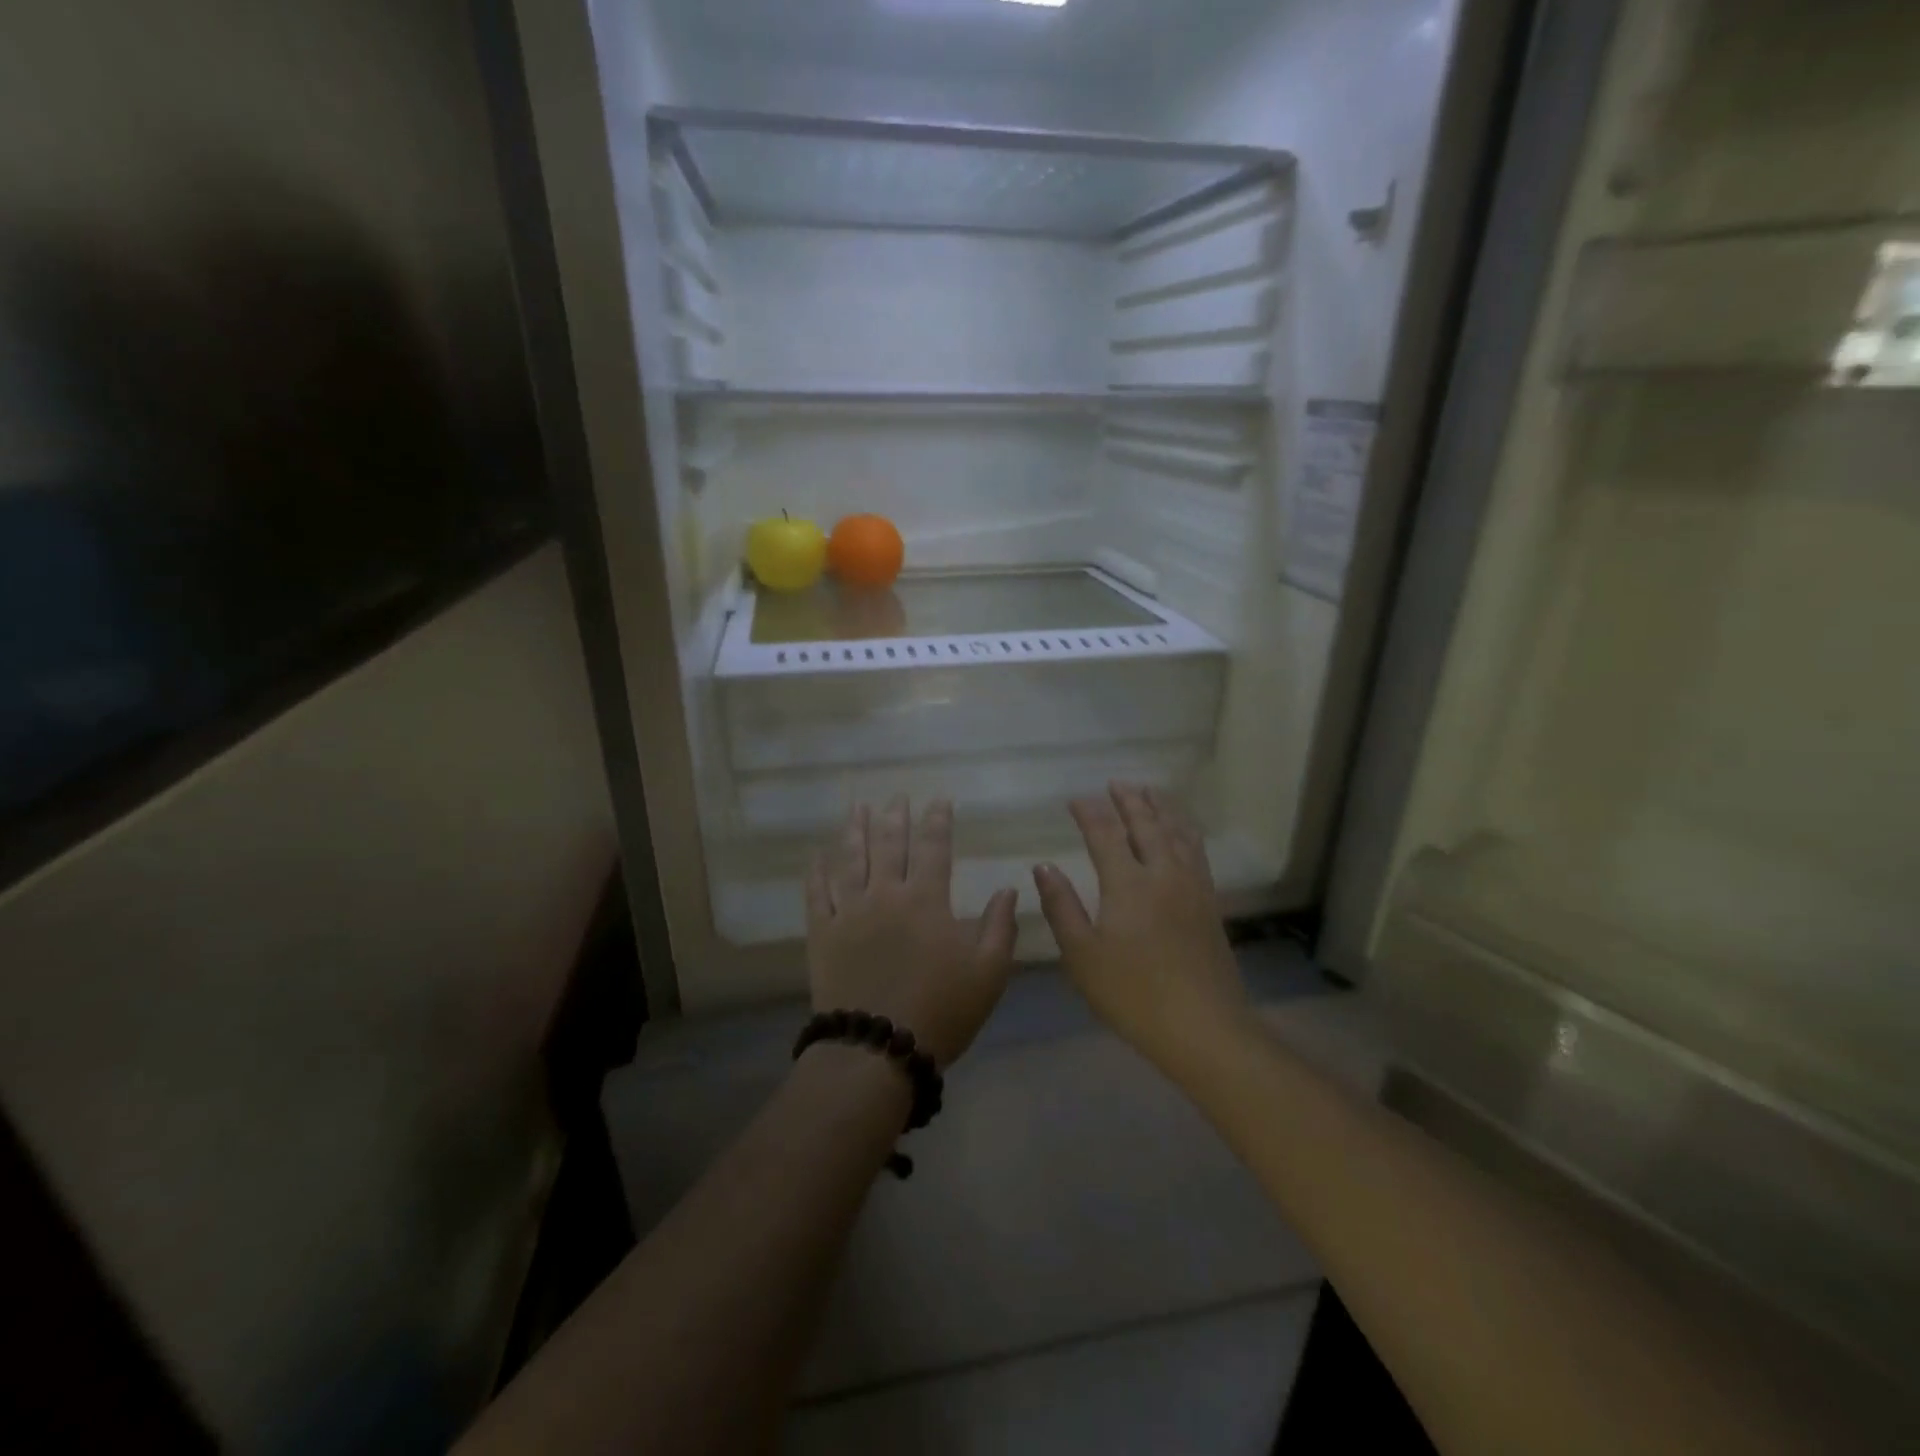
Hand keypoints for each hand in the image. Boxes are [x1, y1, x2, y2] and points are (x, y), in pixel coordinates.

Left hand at [806, 797, 1018, 1068]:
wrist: (877, 1049)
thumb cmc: (941, 1010)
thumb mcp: (988, 973)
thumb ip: (1000, 927)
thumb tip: (1008, 889)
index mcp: (926, 900)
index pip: (933, 847)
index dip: (938, 820)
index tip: (940, 800)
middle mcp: (885, 895)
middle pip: (888, 844)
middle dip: (894, 817)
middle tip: (896, 797)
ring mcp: (849, 912)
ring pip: (850, 859)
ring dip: (854, 830)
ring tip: (857, 808)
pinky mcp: (822, 934)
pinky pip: (817, 894)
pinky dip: (816, 871)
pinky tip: (817, 855)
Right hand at [1032, 783, 1248, 1074]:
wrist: (1203, 1027)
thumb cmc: (1132, 994)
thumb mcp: (1082, 955)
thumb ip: (1062, 906)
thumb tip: (1044, 867)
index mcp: (1128, 884)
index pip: (1105, 834)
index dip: (1089, 812)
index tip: (1075, 798)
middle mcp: (1163, 873)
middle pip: (1146, 825)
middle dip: (1129, 801)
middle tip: (1116, 783)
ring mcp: (1192, 886)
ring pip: (1177, 833)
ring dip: (1161, 808)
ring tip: (1150, 792)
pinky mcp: (1210, 902)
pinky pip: (1197, 851)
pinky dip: (1185, 830)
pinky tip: (1183, 831)